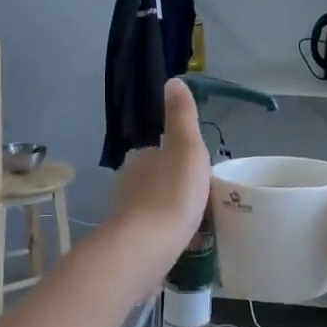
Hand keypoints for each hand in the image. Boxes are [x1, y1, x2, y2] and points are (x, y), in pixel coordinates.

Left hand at [109, 79, 209, 256]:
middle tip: (201, 201)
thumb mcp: (187, 146)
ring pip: (152, 206)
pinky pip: (150, 231)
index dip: (180, 161)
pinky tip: (179, 243)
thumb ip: (181, 116)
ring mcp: (125, 213)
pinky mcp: (127, 241)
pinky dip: (163, 233)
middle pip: (156, 179)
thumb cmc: (173, 192)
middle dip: (174, 187)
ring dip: (169, 211)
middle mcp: (126, 182)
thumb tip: (174, 80)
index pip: (160, 153)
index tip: (199, 174)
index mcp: (140, 158)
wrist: (148, 245)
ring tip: (194, 223)